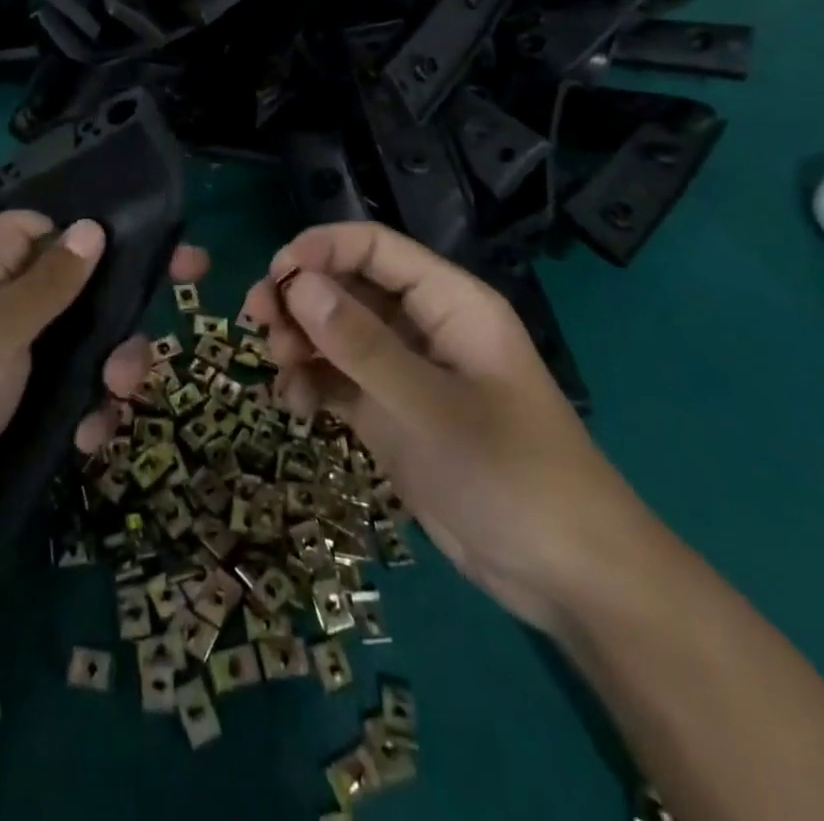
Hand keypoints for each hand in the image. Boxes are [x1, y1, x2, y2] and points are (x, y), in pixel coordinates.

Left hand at [0, 211, 205, 557]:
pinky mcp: (11, 400)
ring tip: (115, 401)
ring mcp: (7, 353)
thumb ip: (50, 281)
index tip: (157, 252)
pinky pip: (64, 388)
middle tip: (147, 350)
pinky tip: (90, 438)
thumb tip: (92, 226)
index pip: (50, 225)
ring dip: (107, 369)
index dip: (99, 233)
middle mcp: (1, 300)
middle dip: (119, 318)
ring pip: (80, 341)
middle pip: (79, 286)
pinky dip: (83, 408)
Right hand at [243, 222, 656, 633]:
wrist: (567, 577)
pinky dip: (313, 383)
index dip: (321, 248)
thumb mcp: (430, 407)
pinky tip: (294, 406)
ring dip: (301, 341)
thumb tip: (298, 284)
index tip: (274, 274)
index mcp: (449, 302)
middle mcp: (423, 326)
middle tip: (257, 321)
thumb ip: (361, 345)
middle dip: (300, 298)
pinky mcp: (392, 412)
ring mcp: (406, 371)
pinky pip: (340, 378)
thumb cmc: (510, 475)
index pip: (375, 247)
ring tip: (278, 368)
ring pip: (337, 333)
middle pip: (348, 286)